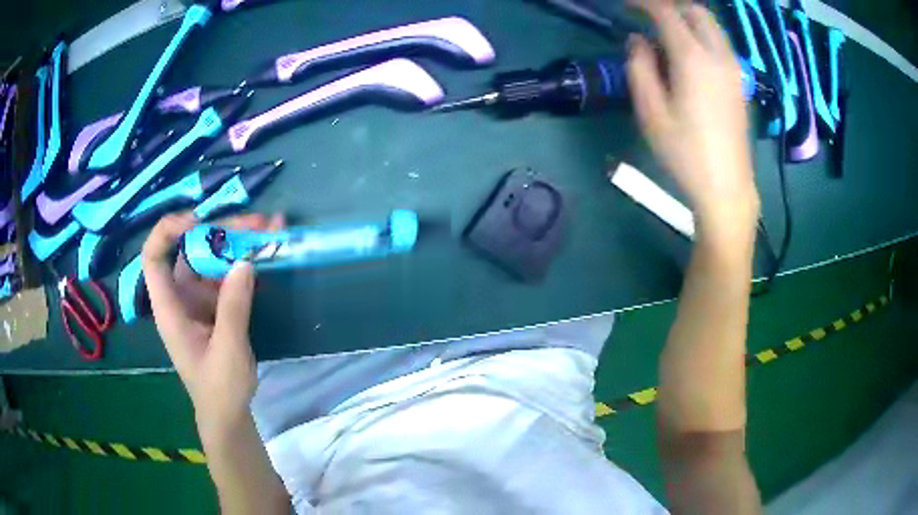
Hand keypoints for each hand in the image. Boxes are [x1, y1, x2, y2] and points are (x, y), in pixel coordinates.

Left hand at [142, 212, 283, 434]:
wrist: (227, 413)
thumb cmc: (219, 388)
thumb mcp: (228, 351)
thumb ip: (233, 308)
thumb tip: (244, 262)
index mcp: (170, 308)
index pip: (154, 258)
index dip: (169, 231)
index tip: (199, 220)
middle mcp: (181, 296)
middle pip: (192, 249)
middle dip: (222, 231)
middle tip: (258, 223)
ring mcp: (200, 299)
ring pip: (213, 258)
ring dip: (240, 242)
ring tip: (271, 230)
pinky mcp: (217, 305)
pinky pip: (228, 275)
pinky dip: (247, 261)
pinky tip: (268, 252)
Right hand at [628, 0, 759, 230]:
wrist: (727, 187)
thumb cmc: (685, 153)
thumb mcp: (651, 112)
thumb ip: (640, 67)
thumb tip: (637, 40)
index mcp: (693, 58)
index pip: (666, 11)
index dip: (643, 2)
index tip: (626, 5)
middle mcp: (718, 55)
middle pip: (696, 10)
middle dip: (670, 5)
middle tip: (647, 15)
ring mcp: (734, 69)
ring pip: (712, 25)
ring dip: (687, 18)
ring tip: (665, 31)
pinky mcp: (740, 82)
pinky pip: (720, 42)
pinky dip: (701, 34)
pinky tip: (687, 52)